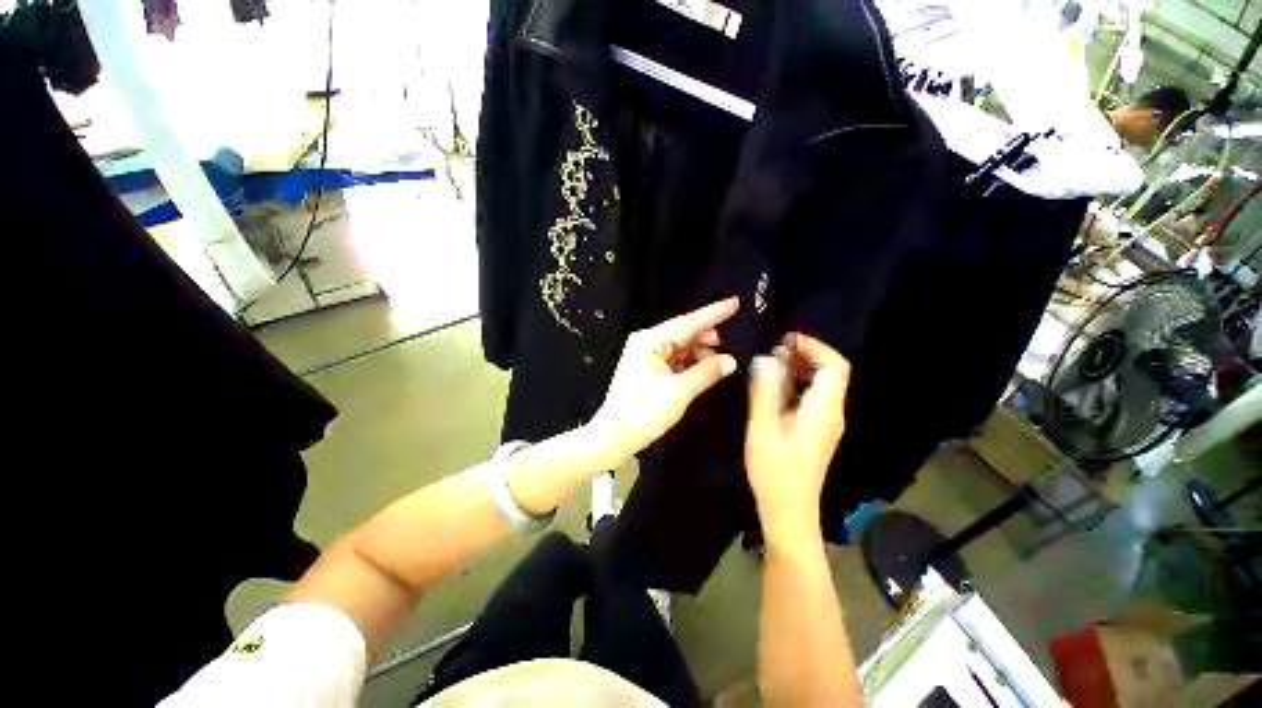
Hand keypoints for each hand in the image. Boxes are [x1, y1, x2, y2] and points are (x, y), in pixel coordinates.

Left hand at [588, 298, 739, 462]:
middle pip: (683, 333)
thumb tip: (731, 360)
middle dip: (707, 337)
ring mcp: (646, 356)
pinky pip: (675, 359)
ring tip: (719, 362)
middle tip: (730, 343)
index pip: (688, 322)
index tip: (734, 302)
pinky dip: (690, 363)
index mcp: (650, 341)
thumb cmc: (644, 412)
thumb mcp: (679, 391)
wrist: (614, 436)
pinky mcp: (648, 369)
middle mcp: (647, 342)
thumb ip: (706, 372)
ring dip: (700, 352)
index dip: (713, 313)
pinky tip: (704, 368)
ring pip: (680, 347)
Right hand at [745, 333, 851, 546]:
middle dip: (805, 354)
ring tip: (770, 364)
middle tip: (773, 350)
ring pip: (822, 384)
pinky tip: (774, 387)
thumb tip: (766, 358)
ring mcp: (827, 423)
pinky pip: (814, 397)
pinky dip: (797, 384)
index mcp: (823, 409)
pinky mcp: (818, 430)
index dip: (814, 346)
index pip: (835, 365)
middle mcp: (833, 413)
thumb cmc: (774, 470)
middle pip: (831, 372)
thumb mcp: (763, 427)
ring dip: (800, 368)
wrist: (789, 510)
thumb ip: (765, 390)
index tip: (785, 340)